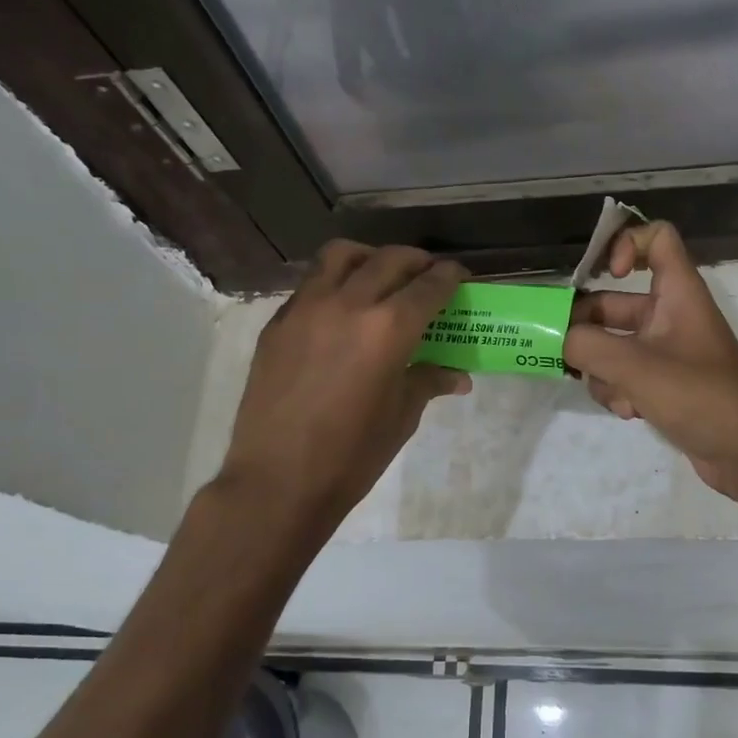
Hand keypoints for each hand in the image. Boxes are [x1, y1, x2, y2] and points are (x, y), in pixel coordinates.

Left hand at [219, 242, 469, 522]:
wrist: (278, 481)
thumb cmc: (352, 456)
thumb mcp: (401, 417)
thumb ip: (428, 382)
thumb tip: (457, 375)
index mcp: (388, 329)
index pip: (428, 286)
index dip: (449, 276)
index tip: (459, 275)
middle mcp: (348, 304)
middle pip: (389, 260)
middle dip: (416, 261)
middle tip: (427, 273)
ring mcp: (306, 309)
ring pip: (341, 256)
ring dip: (369, 257)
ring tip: (380, 275)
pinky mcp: (278, 323)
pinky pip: (311, 284)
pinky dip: (335, 282)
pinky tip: (342, 310)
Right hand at [563, 221, 737, 496]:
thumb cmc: (699, 397)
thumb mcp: (636, 367)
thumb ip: (588, 347)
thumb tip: (561, 340)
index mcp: (678, 293)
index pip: (656, 238)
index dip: (626, 244)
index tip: (604, 274)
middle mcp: (671, 314)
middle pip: (615, 302)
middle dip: (587, 327)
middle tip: (562, 350)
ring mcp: (666, 350)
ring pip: (613, 343)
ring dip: (602, 368)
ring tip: (614, 392)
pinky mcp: (663, 382)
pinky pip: (625, 373)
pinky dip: (619, 390)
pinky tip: (630, 412)